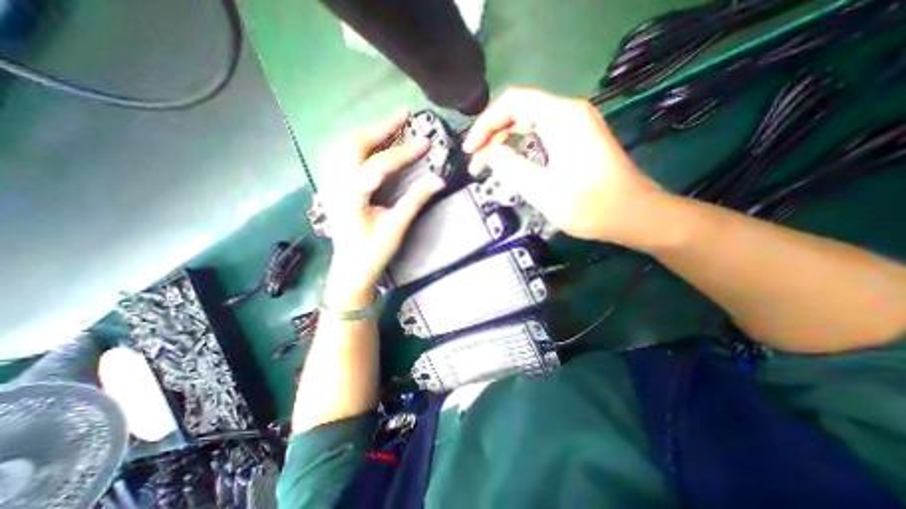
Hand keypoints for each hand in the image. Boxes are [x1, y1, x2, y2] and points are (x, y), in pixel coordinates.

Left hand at [322, 110, 445, 303]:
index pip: (379, 165)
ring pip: (346, 146)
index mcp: (351, 196)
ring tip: (391, 124)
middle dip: (381, 127)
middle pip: (354, 144)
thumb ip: (415, 201)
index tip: (425, 142)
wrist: (350, 268)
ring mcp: (331, 183)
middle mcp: (336, 184)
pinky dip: (361, 143)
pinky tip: (374, 142)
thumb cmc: (373, 252)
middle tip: (403, 115)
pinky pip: (344, 155)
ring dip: (369, 132)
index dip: (403, 152)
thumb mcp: (396, 228)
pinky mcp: (334, 186)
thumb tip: (438, 180)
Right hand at [468, 87, 663, 247]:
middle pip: (518, 111)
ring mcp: (574, 126)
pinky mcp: (575, 141)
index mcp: (562, 117)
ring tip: (487, 166)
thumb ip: (510, 167)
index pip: (512, 102)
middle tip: (476, 163)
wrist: (633, 216)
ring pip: (527, 124)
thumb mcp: (543, 189)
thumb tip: (486, 153)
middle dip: (492, 135)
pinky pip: (539, 136)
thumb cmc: (591, 206)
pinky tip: (510, 165)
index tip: (470, 150)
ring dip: (504, 143)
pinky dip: (520, 149)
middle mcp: (568, 113)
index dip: (485, 124)